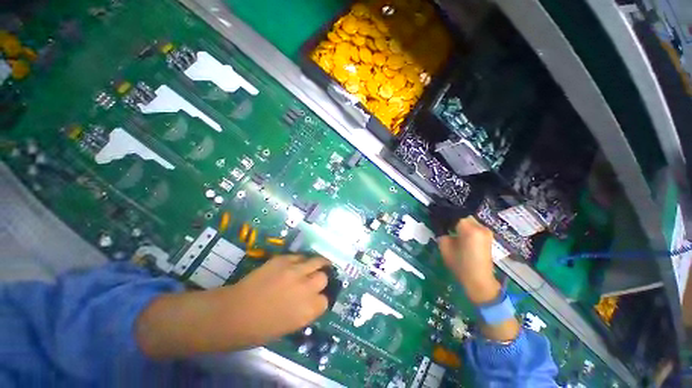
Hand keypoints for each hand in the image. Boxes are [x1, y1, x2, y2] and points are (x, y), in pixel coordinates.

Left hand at [223, 255, 329, 348]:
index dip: (320, 299)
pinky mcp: (283, 260)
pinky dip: (301, 260)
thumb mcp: (288, 326)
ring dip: (318, 263)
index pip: (325, 301)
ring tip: (317, 263)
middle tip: (314, 280)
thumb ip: (304, 311)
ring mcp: (295, 271)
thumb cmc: (258, 329)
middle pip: (323, 278)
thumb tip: (311, 300)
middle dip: (320, 279)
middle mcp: (306, 288)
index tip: (316, 297)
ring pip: (316, 261)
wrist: (233, 313)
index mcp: (308, 310)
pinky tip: (298, 263)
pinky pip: (299, 256)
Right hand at [438, 217, 519, 340]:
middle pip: (463, 215)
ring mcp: (486, 232)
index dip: (444, 213)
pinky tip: (457, 231)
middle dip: (452, 217)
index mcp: (469, 230)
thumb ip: (442, 232)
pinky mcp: (488, 237)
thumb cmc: (460, 265)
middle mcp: (480, 227)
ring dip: (459, 221)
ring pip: (469, 220)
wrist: (479, 281)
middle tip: (441, 221)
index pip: (455, 214)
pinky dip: (465, 226)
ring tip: (448, 226)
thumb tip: (440, 224)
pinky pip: (474, 226)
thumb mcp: (445, 247)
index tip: (435, 214)